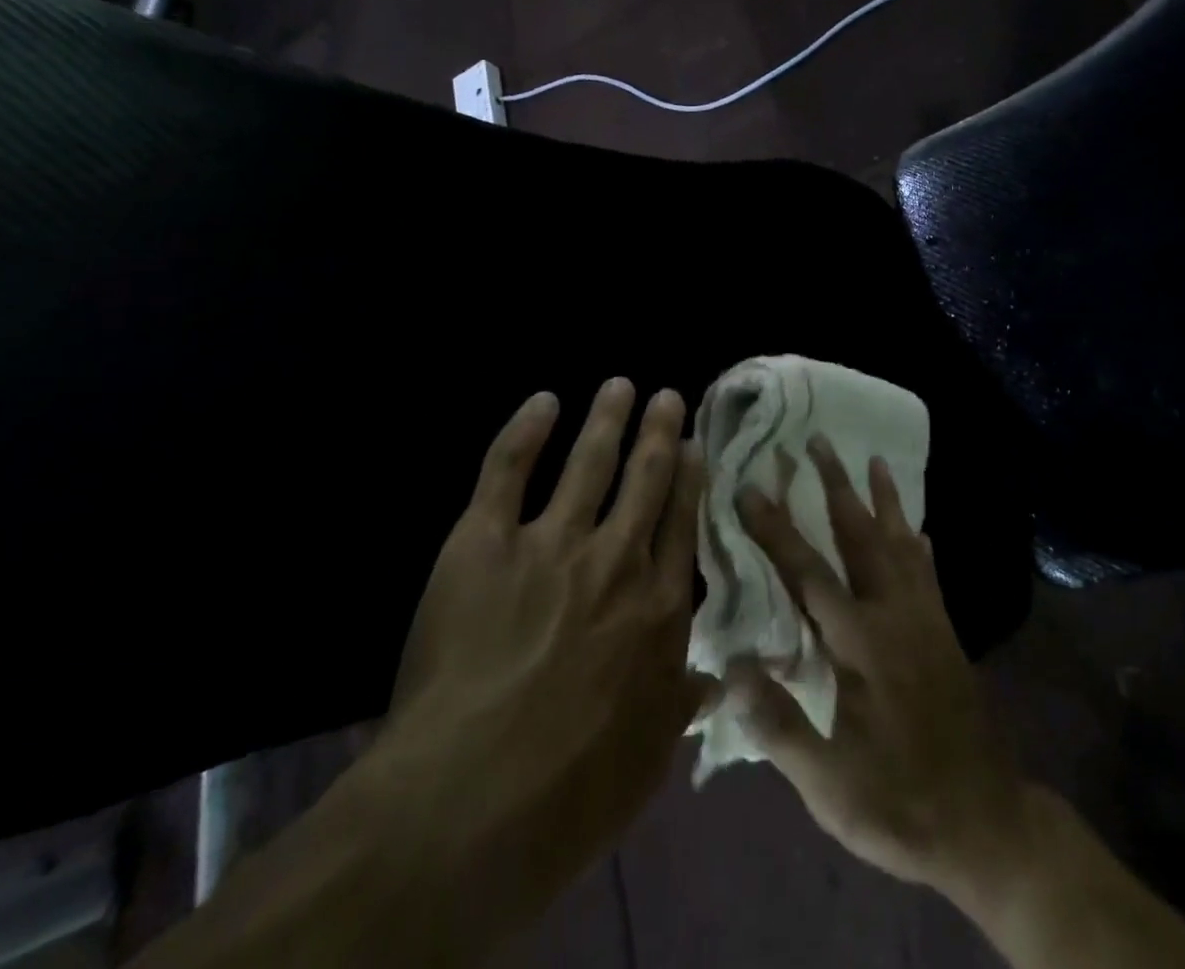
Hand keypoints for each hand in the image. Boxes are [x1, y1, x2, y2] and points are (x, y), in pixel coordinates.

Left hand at [375, 380, 707, 907]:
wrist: (470, 801)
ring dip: (607, 418)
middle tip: (667, 395)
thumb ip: (681, 707)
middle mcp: (615, 560)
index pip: (682, 524)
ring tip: (619, 385)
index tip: (695, 446)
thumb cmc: (571, 792)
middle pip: (646, 478)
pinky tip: (542, 401)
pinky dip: (525, 431)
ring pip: (588, 462)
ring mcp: (550, 543)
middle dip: (659, 432)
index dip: (689, 480)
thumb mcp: (649, 759)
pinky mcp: (484, 542)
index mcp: (658, 607)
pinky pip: (507, 470)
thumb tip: (714, 680)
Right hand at [732, 438, 1027, 894]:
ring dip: (885, 499)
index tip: (752, 487)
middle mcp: (894, 615)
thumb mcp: (830, 784)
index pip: (808, 572)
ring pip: (901, 543)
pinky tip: (920, 529)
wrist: (988, 825)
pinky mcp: (946, 634)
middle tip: (819, 441)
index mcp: (860, 643)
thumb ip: (779, 725)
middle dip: (836, 486)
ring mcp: (926, 620)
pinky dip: (920, 544)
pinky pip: (929, 573)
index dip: (776, 529)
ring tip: (877, 459)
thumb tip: (731, 667)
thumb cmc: (901, 804)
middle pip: (861, 536)